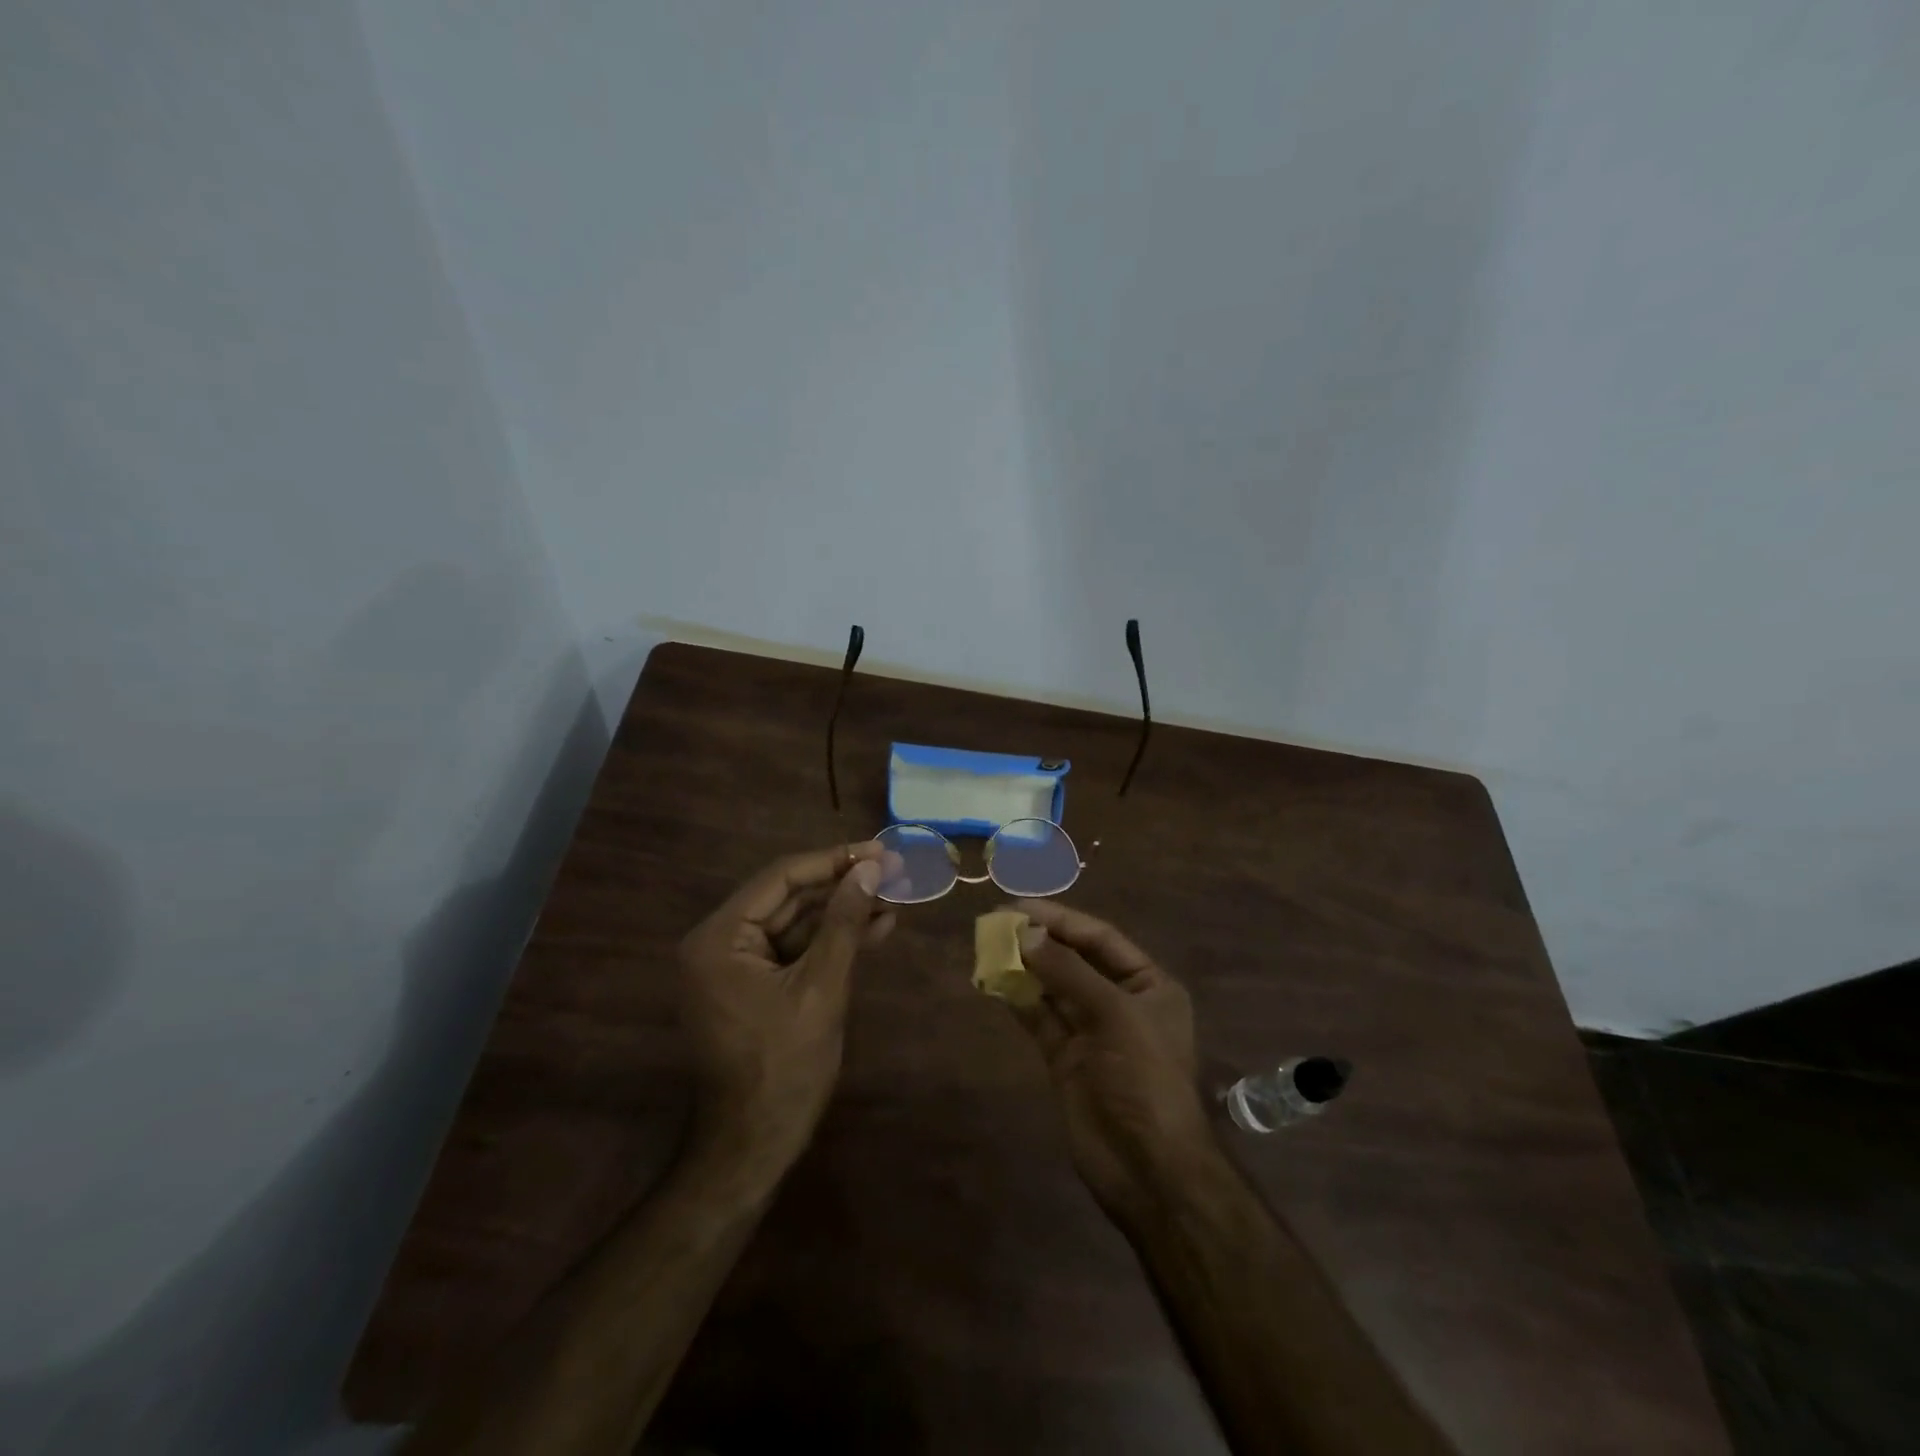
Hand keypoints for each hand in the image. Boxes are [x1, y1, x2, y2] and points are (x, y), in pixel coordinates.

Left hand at [678, 842, 894, 1180]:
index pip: (781, 878)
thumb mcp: (821, 988)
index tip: (877, 851)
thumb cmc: (784, 1066)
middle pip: (789, 898)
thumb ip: (844, 923)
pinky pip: (795, 950)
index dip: (833, 861)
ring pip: (797, 923)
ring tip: (893, 897)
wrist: (755, 1145)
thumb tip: (870, 868)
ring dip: (843, 913)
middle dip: (842, 886)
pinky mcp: (755, 985)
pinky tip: (875, 928)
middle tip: (892, 871)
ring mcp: (736, 965)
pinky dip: (832, 942)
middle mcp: (719, 942)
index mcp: (719, 937)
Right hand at [1006, 899, 1219, 1222]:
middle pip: (1075, 960)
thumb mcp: (1114, 1014)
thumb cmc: (1144, 1077)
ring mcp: (1091, 1031)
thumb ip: (1068, 972)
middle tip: (998, 922)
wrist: (1148, 1167)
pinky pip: (1040, 1018)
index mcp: (1148, 985)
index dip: (1062, 919)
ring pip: (1053, 988)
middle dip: (1040, 940)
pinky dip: (1018, 999)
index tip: (1021, 906)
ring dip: (1025, 967)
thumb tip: (1026, 934)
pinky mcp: (1066, 1057)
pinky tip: (994, 980)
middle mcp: (1120, 1001)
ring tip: (989, 945)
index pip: (1101, 939)